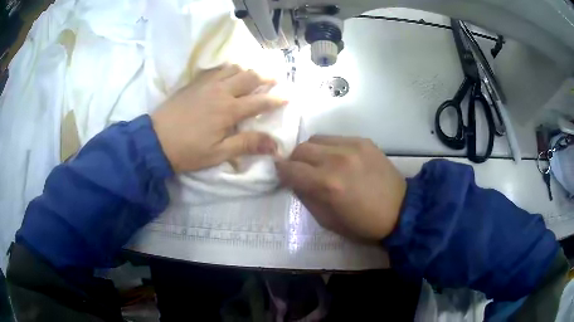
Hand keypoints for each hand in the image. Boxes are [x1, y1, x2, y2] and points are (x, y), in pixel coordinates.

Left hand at [151, 65, 286, 172]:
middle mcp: (221, 92)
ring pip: (232, 69)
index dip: (276, 99)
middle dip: (265, 78)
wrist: (155, 141)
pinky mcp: (194, 83)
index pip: (259, 102)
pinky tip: (227, 72)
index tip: (288, 96)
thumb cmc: (188, 151)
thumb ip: (247, 145)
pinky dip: (226, 68)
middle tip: (275, 78)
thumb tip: (276, 146)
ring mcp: (206, 84)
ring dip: (246, 70)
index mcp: (229, 110)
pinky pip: (214, 69)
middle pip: (248, 78)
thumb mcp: (218, 153)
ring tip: (252, 74)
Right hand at [276, 136, 405, 240]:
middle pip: (301, 149)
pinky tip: (337, 159)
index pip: (290, 169)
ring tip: (318, 163)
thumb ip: (307, 198)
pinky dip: (328, 148)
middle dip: (294, 160)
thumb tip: (295, 181)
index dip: (280, 172)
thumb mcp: (328, 221)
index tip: (280, 174)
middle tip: (299, 171)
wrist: (401, 211)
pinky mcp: (364, 141)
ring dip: (310, 151)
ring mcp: (352, 146)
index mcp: (327, 184)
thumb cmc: (363, 224)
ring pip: (316, 139)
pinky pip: (335, 138)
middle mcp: (337, 159)